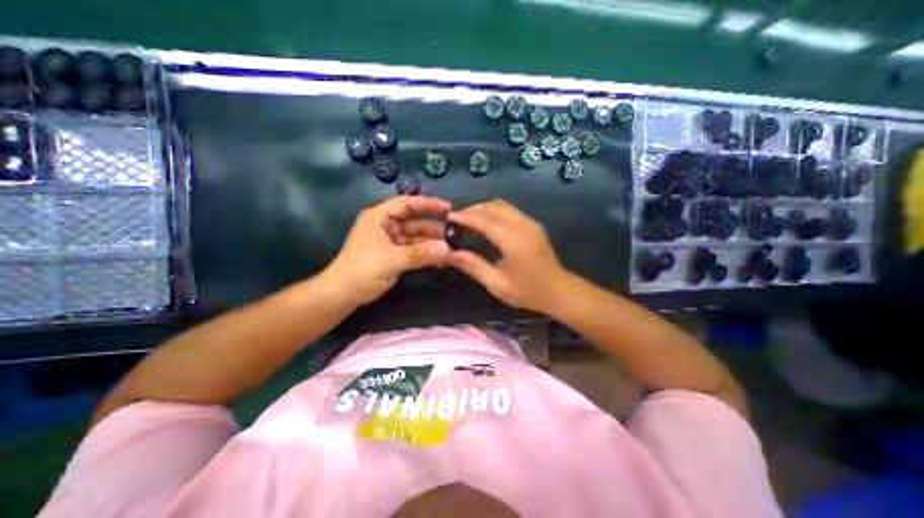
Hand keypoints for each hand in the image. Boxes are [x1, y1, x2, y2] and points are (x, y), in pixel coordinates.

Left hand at [324, 197, 452, 305]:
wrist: (343, 294)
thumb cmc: (362, 270)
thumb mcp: (391, 260)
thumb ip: (420, 253)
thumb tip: (447, 249)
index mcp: (380, 217)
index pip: (407, 204)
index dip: (428, 204)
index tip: (449, 208)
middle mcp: (386, 226)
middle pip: (415, 221)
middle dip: (434, 228)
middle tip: (455, 234)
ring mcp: (391, 241)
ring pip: (416, 237)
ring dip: (432, 243)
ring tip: (452, 248)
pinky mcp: (395, 255)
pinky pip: (415, 250)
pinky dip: (427, 254)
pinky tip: (441, 259)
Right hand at [447, 198, 570, 310]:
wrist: (559, 291)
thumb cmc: (528, 292)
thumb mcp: (497, 284)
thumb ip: (474, 266)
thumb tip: (451, 254)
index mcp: (514, 240)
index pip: (484, 220)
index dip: (465, 217)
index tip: (449, 218)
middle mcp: (523, 225)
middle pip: (493, 207)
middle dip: (473, 210)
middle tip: (457, 220)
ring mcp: (530, 223)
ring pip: (502, 205)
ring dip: (483, 209)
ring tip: (468, 220)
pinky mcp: (533, 225)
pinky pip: (509, 210)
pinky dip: (494, 212)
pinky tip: (486, 224)